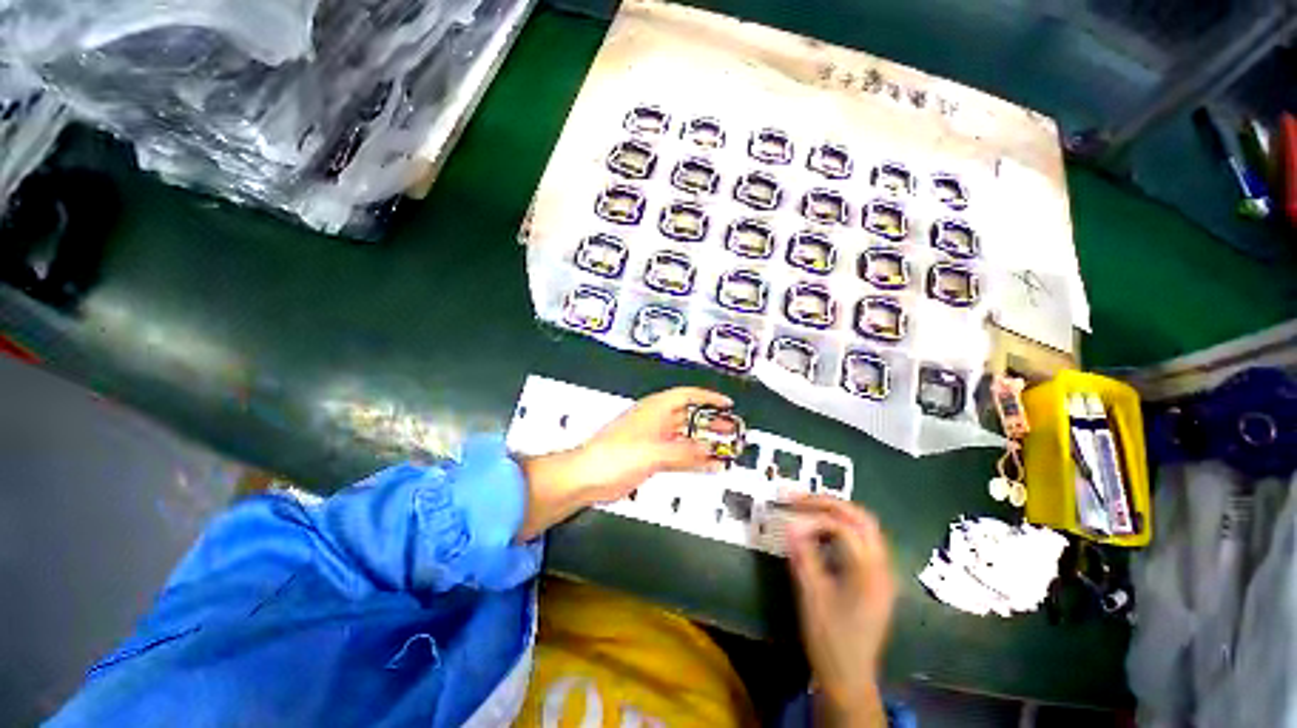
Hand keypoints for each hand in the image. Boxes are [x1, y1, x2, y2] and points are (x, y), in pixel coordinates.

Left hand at [516, 387, 732, 539]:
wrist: (588, 477)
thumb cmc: (615, 455)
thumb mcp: (654, 451)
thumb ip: (684, 452)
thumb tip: (710, 452)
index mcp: (655, 409)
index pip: (687, 396)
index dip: (709, 398)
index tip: (727, 404)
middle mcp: (656, 421)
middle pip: (689, 416)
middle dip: (711, 421)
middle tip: (732, 428)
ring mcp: (654, 440)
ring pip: (685, 437)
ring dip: (704, 442)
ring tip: (726, 447)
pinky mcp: (651, 458)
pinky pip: (679, 456)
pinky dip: (694, 460)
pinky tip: (708, 466)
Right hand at [786, 496, 896, 727]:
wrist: (849, 677)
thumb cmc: (830, 639)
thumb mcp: (812, 597)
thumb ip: (803, 557)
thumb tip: (790, 525)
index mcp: (868, 572)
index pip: (843, 527)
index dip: (814, 517)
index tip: (788, 517)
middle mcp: (882, 567)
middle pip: (862, 518)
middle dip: (829, 504)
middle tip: (799, 499)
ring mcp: (882, 573)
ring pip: (864, 527)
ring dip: (836, 513)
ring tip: (807, 510)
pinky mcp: (875, 579)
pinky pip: (862, 541)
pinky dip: (840, 529)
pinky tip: (821, 535)